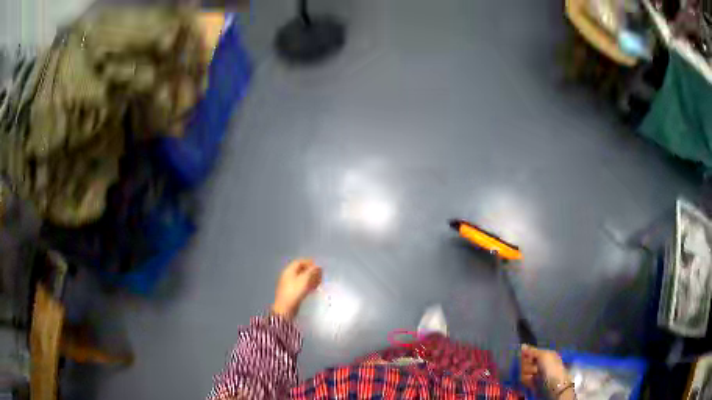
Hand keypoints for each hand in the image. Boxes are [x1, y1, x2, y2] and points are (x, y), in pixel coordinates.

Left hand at [272, 259, 322, 318]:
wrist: (286, 308)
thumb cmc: (295, 291)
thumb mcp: (305, 279)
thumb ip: (312, 271)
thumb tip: (318, 266)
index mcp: (289, 270)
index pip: (299, 262)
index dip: (309, 262)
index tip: (318, 266)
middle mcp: (288, 275)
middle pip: (300, 270)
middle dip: (311, 271)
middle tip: (320, 275)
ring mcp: (289, 284)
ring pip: (301, 278)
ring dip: (310, 278)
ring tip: (319, 282)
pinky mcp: (291, 292)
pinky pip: (300, 285)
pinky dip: (307, 285)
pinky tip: (314, 289)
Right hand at [520, 345, 570, 393]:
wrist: (553, 385)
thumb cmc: (551, 368)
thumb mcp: (543, 355)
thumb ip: (533, 351)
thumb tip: (523, 346)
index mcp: (546, 354)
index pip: (531, 352)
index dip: (527, 354)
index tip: (523, 356)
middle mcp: (541, 362)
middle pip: (526, 362)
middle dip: (527, 365)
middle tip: (532, 368)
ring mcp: (536, 373)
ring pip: (524, 371)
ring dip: (527, 374)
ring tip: (533, 376)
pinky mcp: (532, 382)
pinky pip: (525, 379)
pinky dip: (527, 380)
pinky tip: (531, 381)